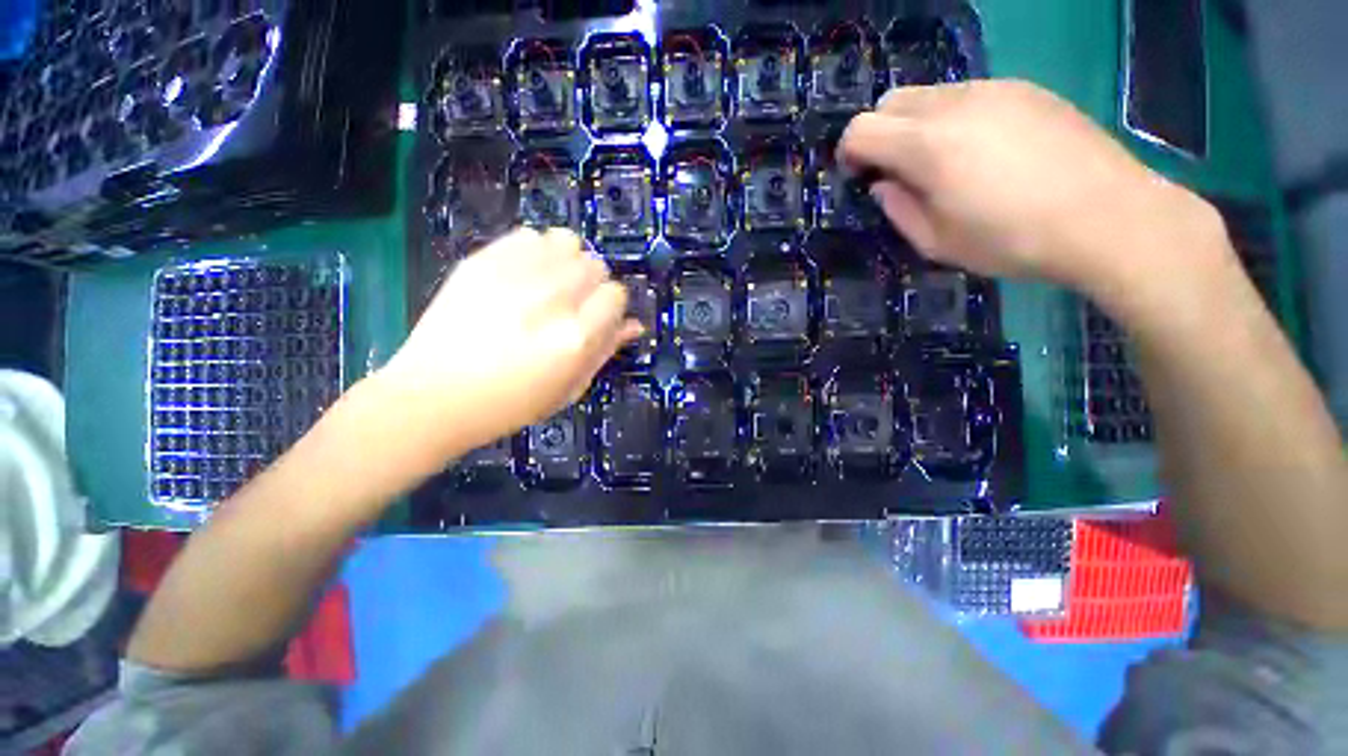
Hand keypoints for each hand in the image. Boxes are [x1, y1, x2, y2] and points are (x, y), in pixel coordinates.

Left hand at [379, 228, 639, 461]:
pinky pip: (528, 235)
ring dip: (566, 262)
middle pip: (594, 263)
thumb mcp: (569, 389)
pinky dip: (535, 251)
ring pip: (566, 241)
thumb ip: (605, 351)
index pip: (616, 294)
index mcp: (575, 337)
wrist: (433, 396)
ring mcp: (513, 276)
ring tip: (550, 284)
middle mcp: (550, 300)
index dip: (611, 307)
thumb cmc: (510, 404)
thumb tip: (633, 325)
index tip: (597, 318)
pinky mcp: (482, 261)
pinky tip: (524, 275)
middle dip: (591, 284)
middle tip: (572, 305)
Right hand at [837, 80, 1223, 300]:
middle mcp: (954, 103)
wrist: (1107, 217)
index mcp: (926, 145)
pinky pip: (968, 94)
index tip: (860, 177)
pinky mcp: (1024, 89)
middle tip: (896, 170)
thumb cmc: (1011, 240)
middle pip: (890, 100)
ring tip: (943, 162)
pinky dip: (954, 118)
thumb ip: (898, 209)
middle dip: (879, 133)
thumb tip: (883, 184)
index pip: (861, 128)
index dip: (850, 153)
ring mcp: (993, 89)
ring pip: (929, 94)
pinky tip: (982, 151)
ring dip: (917, 125)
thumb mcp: (936, 242)